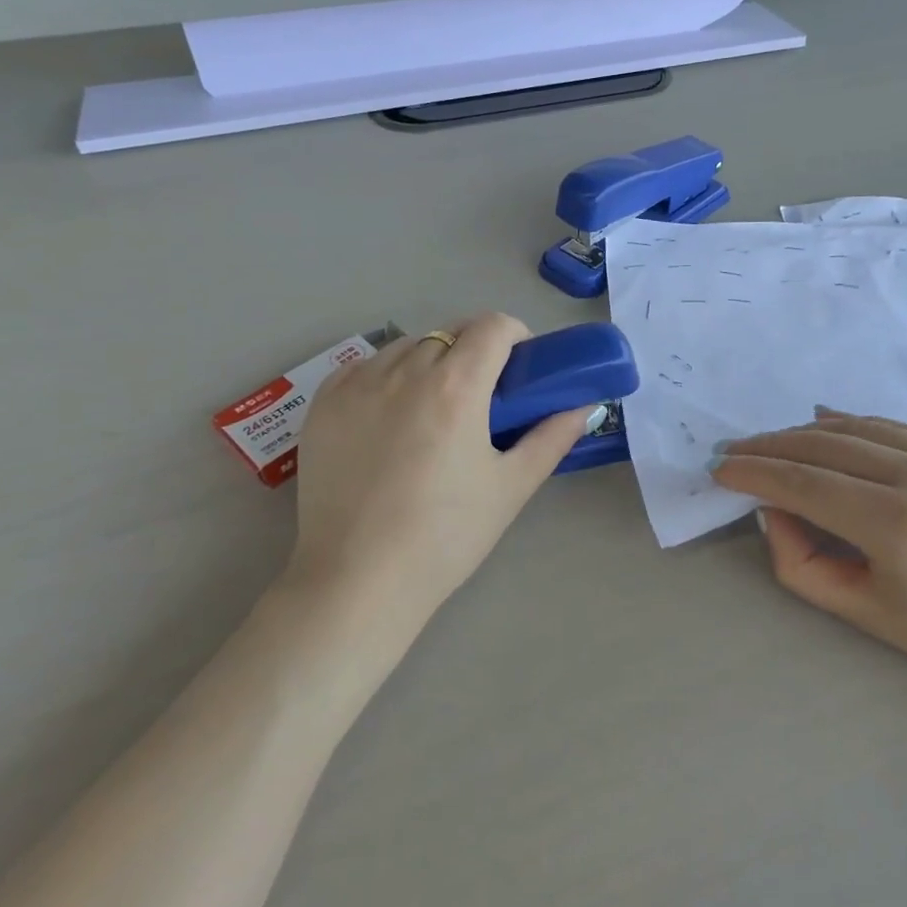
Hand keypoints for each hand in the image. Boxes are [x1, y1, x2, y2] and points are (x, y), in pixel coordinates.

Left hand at [278, 313, 591, 661]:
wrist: (358, 579)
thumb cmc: (446, 536)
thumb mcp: (510, 487)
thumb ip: (551, 438)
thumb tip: (583, 407)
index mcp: (455, 388)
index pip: (492, 327)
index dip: (514, 336)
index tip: (519, 366)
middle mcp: (404, 372)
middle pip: (450, 333)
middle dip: (474, 352)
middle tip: (482, 397)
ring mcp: (357, 385)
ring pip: (406, 346)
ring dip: (430, 361)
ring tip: (433, 409)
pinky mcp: (323, 404)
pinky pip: (364, 367)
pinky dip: (386, 376)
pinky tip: (390, 416)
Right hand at [711, 409, 906, 702]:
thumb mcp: (864, 613)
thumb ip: (800, 562)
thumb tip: (772, 508)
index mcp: (900, 526)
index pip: (804, 484)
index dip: (754, 473)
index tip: (720, 469)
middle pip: (824, 445)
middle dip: (770, 446)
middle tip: (735, 451)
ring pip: (857, 427)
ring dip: (806, 432)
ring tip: (772, 442)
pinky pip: (895, 426)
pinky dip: (853, 425)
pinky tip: (825, 425)